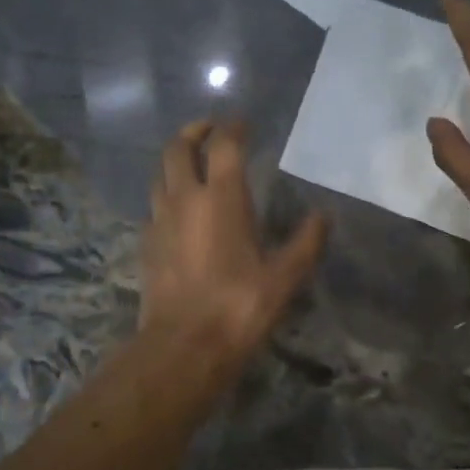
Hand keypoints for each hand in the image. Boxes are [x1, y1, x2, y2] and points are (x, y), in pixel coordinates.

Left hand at [142, 121, 328, 364]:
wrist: (184, 346)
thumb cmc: (239, 307)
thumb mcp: (285, 277)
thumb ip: (307, 242)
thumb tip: (324, 216)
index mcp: (222, 198)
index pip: (224, 145)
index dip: (233, 128)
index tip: (243, 123)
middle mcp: (184, 199)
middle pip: (178, 148)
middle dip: (193, 132)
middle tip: (210, 130)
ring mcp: (159, 221)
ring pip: (160, 174)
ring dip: (175, 161)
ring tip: (193, 165)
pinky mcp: (146, 245)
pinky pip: (154, 206)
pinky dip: (167, 196)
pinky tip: (179, 212)